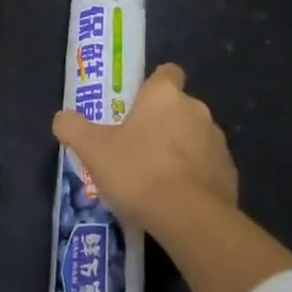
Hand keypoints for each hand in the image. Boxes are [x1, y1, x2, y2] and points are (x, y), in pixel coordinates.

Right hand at [52, 63, 237, 237]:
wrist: (190, 218)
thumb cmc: (139, 172)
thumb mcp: (94, 150)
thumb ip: (74, 129)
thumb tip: (61, 118)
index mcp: (165, 96)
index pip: (167, 73)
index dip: (154, 85)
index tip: (139, 104)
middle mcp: (196, 109)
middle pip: (179, 107)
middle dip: (163, 122)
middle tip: (138, 147)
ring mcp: (218, 141)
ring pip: (196, 137)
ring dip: (181, 149)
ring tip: (157, 178)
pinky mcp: (230, 172)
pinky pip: (209, 166)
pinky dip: (196, 176)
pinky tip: (178, 199)